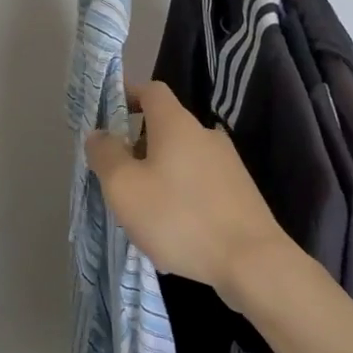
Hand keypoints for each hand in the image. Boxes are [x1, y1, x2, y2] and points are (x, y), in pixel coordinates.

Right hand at [85, 80, 290, 303]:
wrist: (253, 262)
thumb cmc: (179, 217)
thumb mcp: (125, 187)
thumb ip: (106, 155)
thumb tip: (98, 134)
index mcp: (176, 124)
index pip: (151, 90)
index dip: (128, 96)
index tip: (108, 117)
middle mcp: (205, 134)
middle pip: (165, 127)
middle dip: (138, 147)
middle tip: (118, 177)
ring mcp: (228, 163)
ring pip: (181, 159)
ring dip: (158, 176)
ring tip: (143, 213)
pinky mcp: (240, 192)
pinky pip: (199, 184)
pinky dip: (181, 198)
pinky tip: (174, 233)